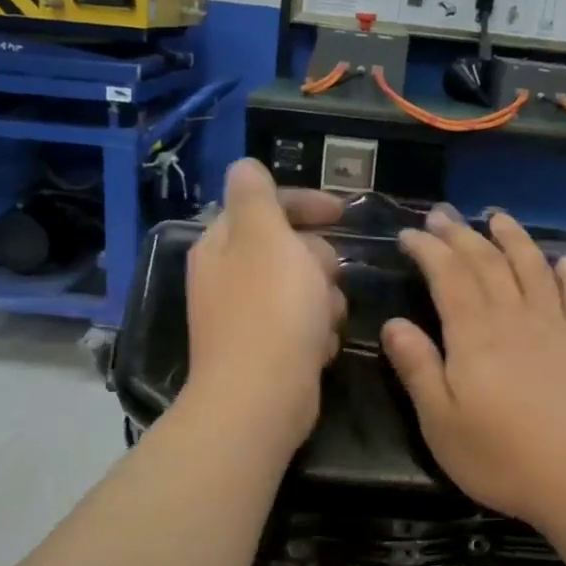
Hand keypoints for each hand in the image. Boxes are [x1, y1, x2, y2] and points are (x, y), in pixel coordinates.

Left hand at [184, 159, 344, 446]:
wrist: (261, 399)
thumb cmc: (271, 311)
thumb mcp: (265, 237)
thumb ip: (257, 195)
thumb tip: (244, 166)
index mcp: (223, 245)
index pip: (263, 206)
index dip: (304, 203)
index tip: (343, 213)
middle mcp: (228, 278)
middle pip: (287, 250)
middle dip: (317, 261)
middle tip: (327, 278)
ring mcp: (246, 318)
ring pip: (302, 290)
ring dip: (323, 301)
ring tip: (324, 320)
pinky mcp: (266, 352)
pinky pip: (302, 327)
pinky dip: (316, 333)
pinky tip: (319, 349)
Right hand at [383, 207, 565, 525]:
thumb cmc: (502, 457)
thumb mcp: (441, 423)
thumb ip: (418, 369)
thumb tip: (394, 324)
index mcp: (474, 337)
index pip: (448, 277)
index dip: (429, 250)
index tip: (410, 234)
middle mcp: (514, 320)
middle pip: (487, 264)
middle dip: (462, 235)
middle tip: (443, 214)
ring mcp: (555, 330)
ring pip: (532, 270)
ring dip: (514, 240)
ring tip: (498, 218)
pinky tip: (563, 262)